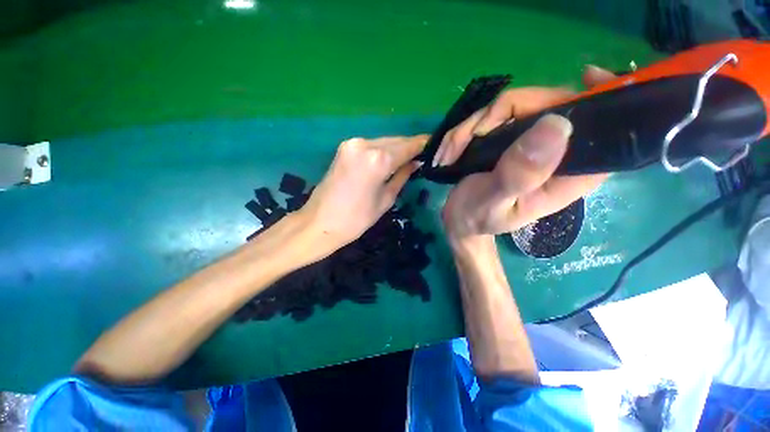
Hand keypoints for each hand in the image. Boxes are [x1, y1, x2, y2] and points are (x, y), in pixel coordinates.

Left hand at [299, 135, 427, 254]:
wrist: (319, 223)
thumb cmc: (356, 219)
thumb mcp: (385, 199)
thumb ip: (402, 176)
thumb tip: (416, 163)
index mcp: (377, 160)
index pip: (407, 146)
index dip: (422, 145)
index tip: (435, 146)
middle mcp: (365, 144)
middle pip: (395, 141)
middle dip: (410, 147)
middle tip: (424, 156)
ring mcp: (352, 144)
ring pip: (384, 141)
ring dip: (397, 149)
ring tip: (410, 159)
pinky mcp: (345, 147)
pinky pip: (371, 145)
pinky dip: (383, 151)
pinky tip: (390, 160)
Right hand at [440, 66, 616, 242]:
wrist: (458, 219)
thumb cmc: (476, 217)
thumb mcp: (494, 202)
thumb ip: (520, 174)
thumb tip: (556, 124)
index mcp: (568, 174)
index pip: (605, 129)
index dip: (604, 97)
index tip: (587, 75)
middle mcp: (555, 153)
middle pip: (548, 104)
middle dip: (498, 115)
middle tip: (469, 137)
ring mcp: (529, 143)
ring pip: (511, 107)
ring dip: (471, 127)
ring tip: (449, 154)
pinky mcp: (508, 140)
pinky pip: (490, 117)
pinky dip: (465, 131)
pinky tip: (450, 150)